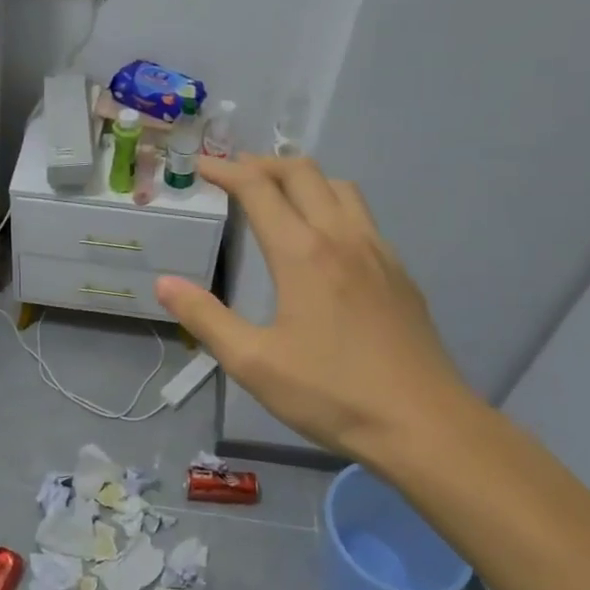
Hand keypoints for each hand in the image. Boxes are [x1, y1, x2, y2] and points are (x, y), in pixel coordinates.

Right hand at [155, 155, 482, 471]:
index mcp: (302, 254)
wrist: (424, 425)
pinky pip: (362, 216)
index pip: (259, 190)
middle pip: (303, 173)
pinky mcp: (399, 273)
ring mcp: (378, 252)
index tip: (201, 166)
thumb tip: (165, 283)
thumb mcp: (253, 364)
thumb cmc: (332, 394)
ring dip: (303, 178)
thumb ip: (205, 318)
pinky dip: (332, 204)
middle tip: (234, 175)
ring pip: (340, 187)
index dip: (226, 171)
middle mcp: (342, 238)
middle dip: (263, 164)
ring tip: (278, 195)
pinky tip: (324, 240)